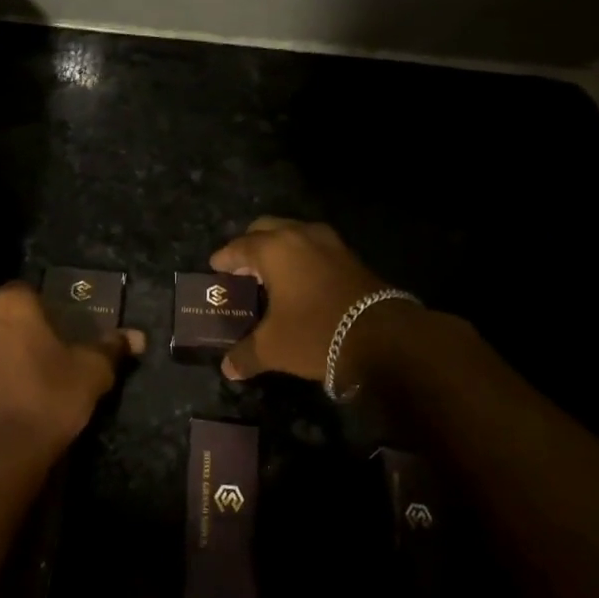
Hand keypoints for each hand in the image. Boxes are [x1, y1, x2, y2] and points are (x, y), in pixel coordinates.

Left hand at [0, 281, 143, 454]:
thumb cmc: (48, 398)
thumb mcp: (92, 373)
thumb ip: (112, 348)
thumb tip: (137, 337)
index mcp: (12, 302)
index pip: (27, 287)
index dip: (42, 303)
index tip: (57, 323)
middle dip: (10, 310)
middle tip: (35, 334)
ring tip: (18, 358)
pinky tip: (1, 381)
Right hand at [210, 218, 404, 381]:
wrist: (383, 337)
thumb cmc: (315, 333)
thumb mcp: (273, 348)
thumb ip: (246, 355)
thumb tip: (228, 369)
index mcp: (274, 249)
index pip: (239, 246)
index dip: (224, 258)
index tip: (215, 268)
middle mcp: (300, 236)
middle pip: (266, 228)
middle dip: (251, 245)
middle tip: (242, 268)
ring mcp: (330, 243)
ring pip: (294, 234)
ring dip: (279, 248)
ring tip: (270, 274)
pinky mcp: (350, 256)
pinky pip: (315, 247)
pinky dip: (301, 257)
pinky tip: (300, 282)